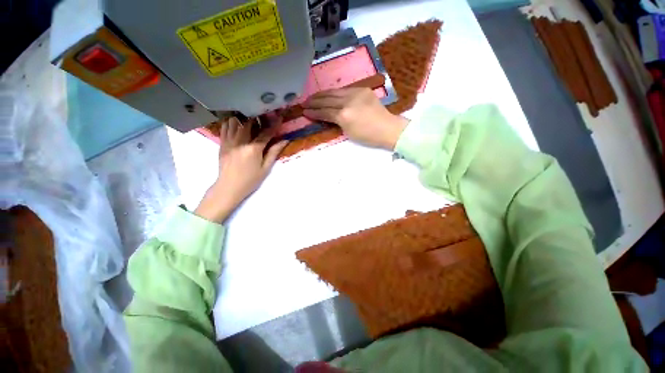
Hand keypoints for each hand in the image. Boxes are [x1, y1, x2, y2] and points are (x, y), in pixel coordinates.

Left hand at [194, 117, 287, 222]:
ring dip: (243, 118)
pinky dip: (231, 122)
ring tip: (250, 118)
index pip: (265, 133)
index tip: (279, 117)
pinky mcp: (222, 143)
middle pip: (249, 123)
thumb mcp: (265, 168)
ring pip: (235, 122)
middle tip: (263, 115)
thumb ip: (274, 153)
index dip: (274, 125)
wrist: (229, 187)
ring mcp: (229, 142)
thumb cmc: (250, 180)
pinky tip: (237, 122)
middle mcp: (240, 142)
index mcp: (253, 149)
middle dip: (257, 117)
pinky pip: (225, 128)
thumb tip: (284, 141)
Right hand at [303, 87, 408, 149]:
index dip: (314, 112)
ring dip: (322, 94)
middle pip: (327, 99)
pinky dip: (335, 93)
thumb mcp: (348, 133)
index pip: (325, 112)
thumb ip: (337, 122)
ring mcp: (356, 93)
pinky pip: (344, 90)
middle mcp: (348, 101)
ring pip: (334, 92)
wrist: (387, 128)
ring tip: (313, 97)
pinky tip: (329, 94)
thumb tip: (328, 116)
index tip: (305, 112)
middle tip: (305, 102)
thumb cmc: (368, 136)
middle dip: (314, 101)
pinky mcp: (362, 89)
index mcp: (344, 116)